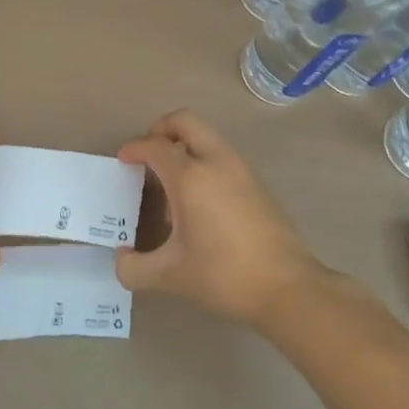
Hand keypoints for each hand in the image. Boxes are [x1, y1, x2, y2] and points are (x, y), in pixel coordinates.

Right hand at [116, 110, 326, 326]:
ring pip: (206, 137)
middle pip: (184, 121)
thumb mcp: (170, 275)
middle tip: (147, 154)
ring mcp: (241, 169)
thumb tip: (121, 259)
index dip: (134, 148)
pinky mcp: (257, 182)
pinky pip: (222, 156)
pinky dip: (203, 161)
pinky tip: (198, 201)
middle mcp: (216, 161)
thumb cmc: (224, 274)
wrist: (287, 287)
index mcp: (190, 176)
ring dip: (184, 146)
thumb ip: (134, 268)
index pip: (155, 146)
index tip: (123, 160)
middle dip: (160, 129)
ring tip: (171, 184)